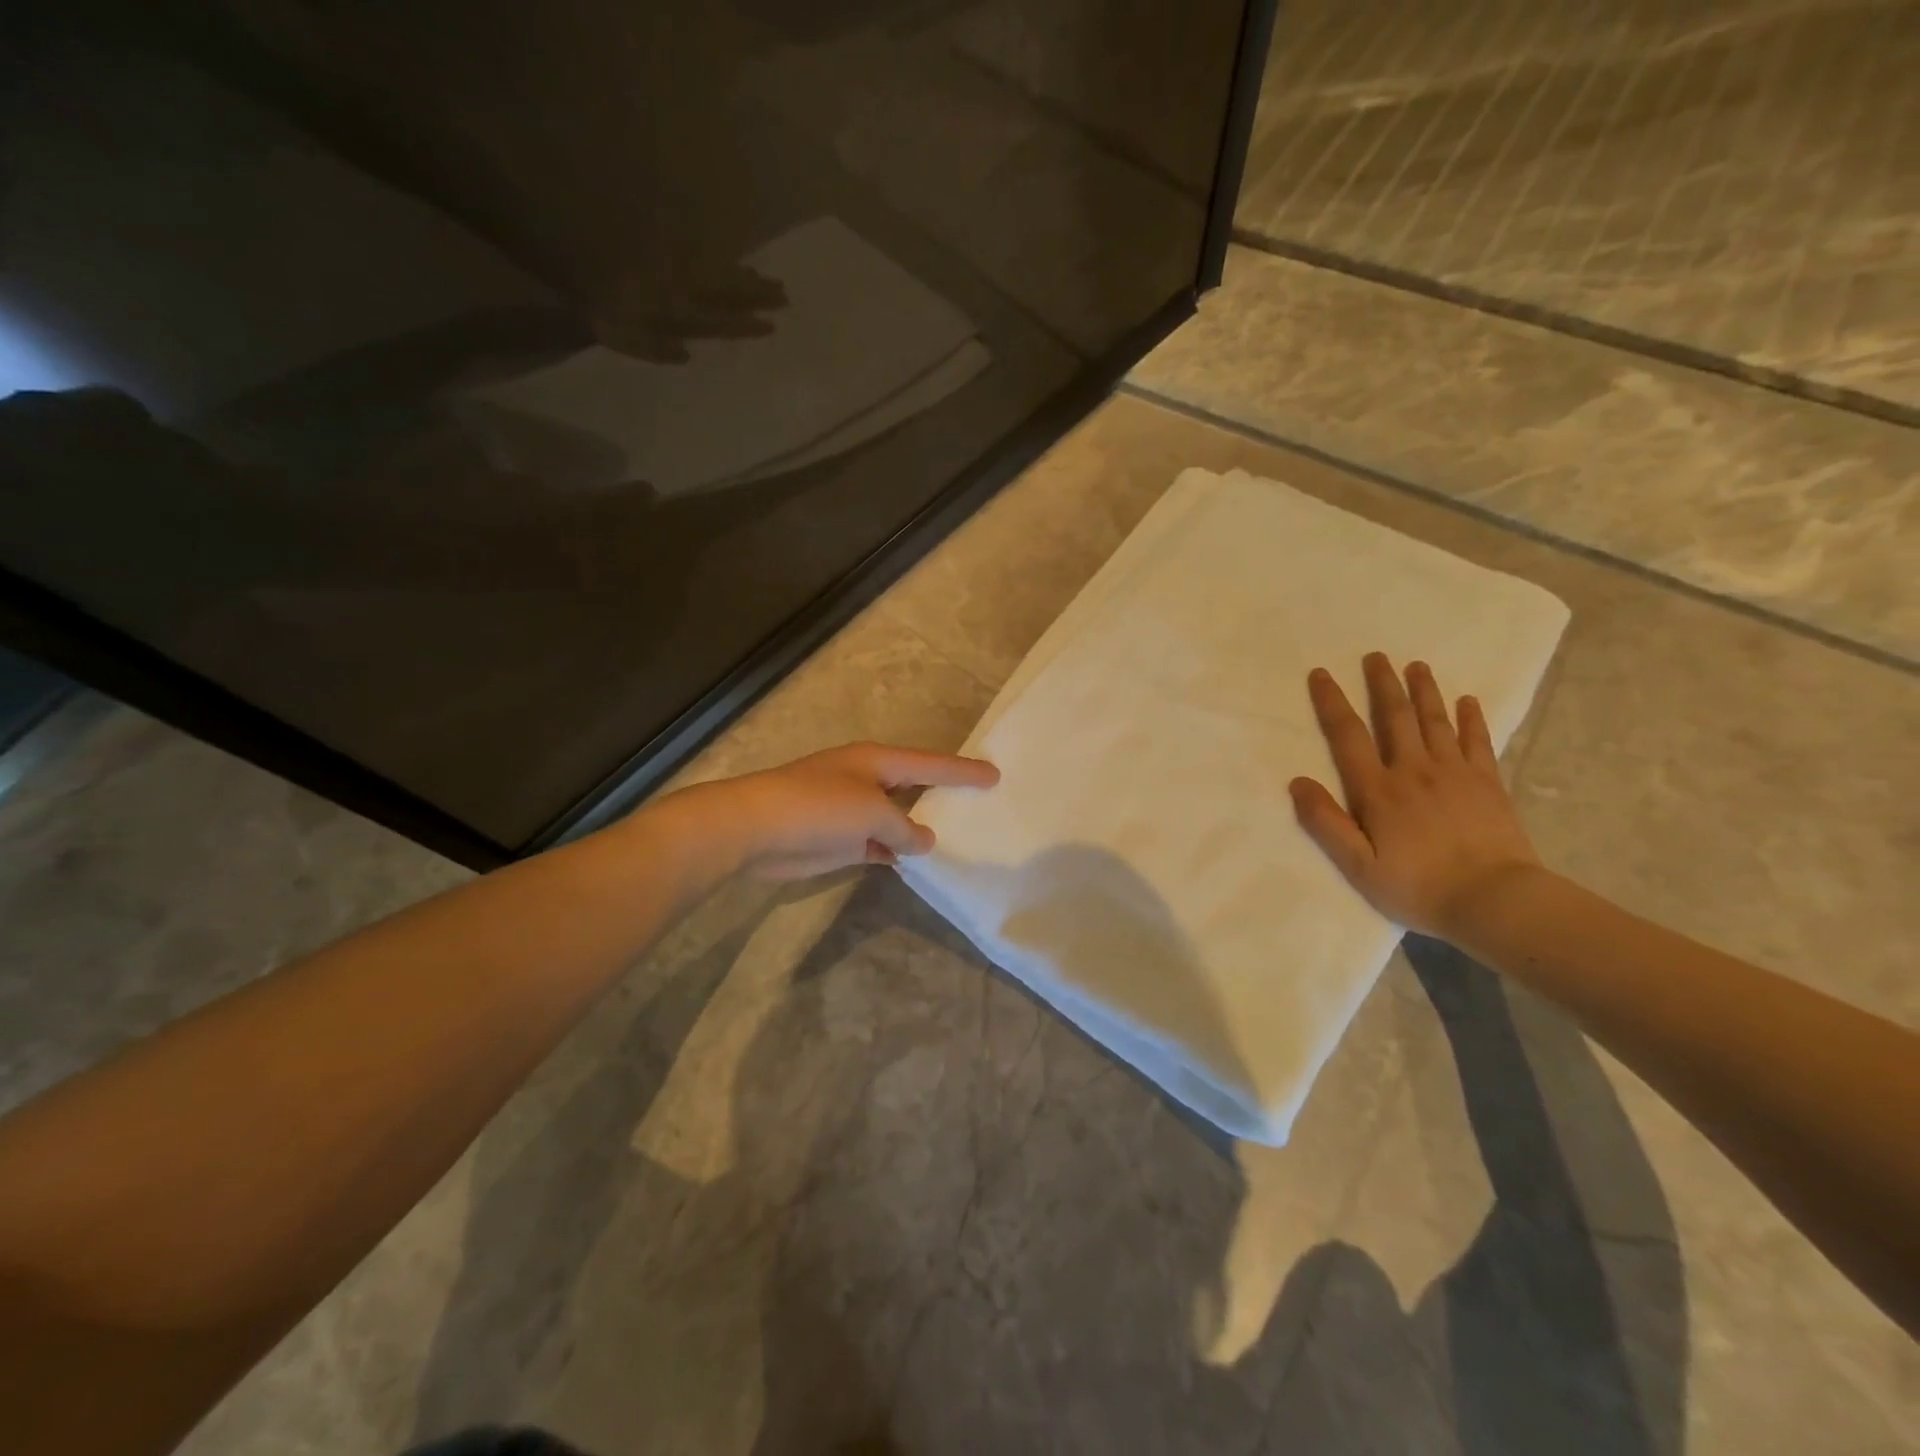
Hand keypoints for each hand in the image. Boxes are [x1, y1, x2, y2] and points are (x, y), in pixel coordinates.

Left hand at [670, 742, 998, 880]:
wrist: (756, 829)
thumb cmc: (819, 808)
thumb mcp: (873, 813)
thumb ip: (905, 827)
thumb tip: (923, 840)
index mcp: (877, 762)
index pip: (931, 764)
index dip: (964, 771)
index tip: (996, 775)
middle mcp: (867, 781)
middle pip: (915, 787)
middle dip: (944, 795)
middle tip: (981, 803)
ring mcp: (852, 812)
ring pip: (898, 820)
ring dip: (920, 830)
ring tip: (959, 838)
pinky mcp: (839, 841)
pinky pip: (879, 844)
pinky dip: (896, 852)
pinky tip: (917, 864)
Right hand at [1289, 653, 1543, 936]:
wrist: (1496, 901)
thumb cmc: (1418, 887)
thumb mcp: (1358, 866)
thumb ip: (1326, 823)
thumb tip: (1297, 782)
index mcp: (1378, 791)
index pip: (1348, 736)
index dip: (1332, 703)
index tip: (1321, 674)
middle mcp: (1414, 771)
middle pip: (1396, 718)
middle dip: (1383, 684)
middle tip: (1376, 656)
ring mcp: (1455, 774)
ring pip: (1436, 721)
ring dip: (1424, 691)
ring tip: (1417, 665)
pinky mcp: (1488, 784)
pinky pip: (1478, 741)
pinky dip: (1471, 719)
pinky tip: (1468, 701)